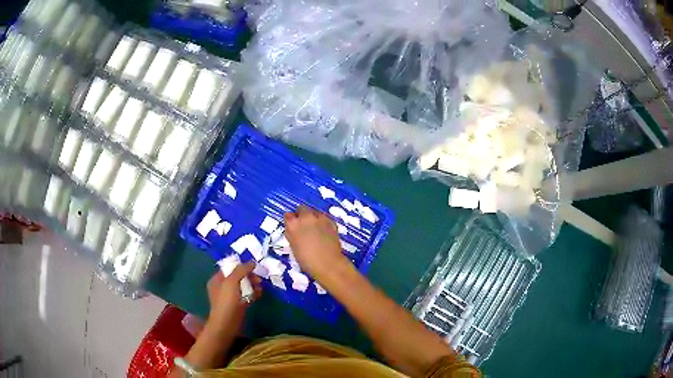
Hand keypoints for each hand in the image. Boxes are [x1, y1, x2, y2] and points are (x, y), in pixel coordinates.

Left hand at [206, 263, 261, 333]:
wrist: (227, 324)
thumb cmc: (226, 301)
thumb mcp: (231, 282)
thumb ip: (240, 270)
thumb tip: (251, 263)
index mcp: (217, 280)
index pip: (229, 268)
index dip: (240, 266)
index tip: (253, 266)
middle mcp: (222, 287)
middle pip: (237, 277)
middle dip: (248, 276)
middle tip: (259, 278)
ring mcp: (230, 297)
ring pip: (243, 287)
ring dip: (252, 285)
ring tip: (261, 286)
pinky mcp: (238, 306)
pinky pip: (246, 296)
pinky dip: (253, 293)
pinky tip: (260, 293)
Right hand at [284, 205, 349, 281]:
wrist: (328, 264)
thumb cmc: (307, 260)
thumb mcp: (293, 247)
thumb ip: (292, 234)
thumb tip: (292, 229)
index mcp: (293, 224)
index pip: (287, 216)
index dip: (290, 221)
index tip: (292, 227)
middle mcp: (306, 217)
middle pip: (301, 209)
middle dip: (301, 215)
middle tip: (303, 226)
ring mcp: (320, 218)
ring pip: (314, 211)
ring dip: (313, 217)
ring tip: (315, 228)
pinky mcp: (331, 221)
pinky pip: (324, 217)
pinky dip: (322, 222)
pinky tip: (324, 230)